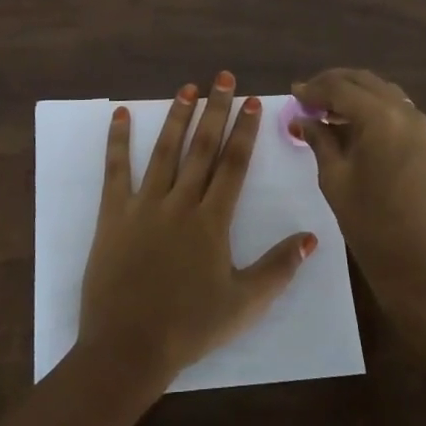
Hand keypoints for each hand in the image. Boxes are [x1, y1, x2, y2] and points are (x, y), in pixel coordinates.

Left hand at [79, 71, 317, 388]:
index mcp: (213, 221)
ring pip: (165, 151)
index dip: (245, 131)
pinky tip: (121, 115)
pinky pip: (116, 171)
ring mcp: (144, 205)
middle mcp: (181, 203)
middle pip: (202, 148)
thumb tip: (312, 237)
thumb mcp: (245, 304)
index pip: (234, 165)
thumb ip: (279, 268)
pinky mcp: (113, 215)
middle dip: (215, 110)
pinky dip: (118, 141)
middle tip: (222, 78)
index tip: (251, 102)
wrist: (128, 347)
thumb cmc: (190, 327)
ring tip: (186, 88)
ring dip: (177, 117)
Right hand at [292, 68, 425, 321]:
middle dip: (333, 84)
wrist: (419, 264)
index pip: (340, 88)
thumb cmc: (370, 223)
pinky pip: (394, 108)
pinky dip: (371, 107)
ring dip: (353, 93)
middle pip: (363, 81)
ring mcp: (419, 124)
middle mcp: (404, 111)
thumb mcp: (335, 178)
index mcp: (381, 117)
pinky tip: (351, 123)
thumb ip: (319, 140)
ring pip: (380, 91)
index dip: (313, 89)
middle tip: (306, 98)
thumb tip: (303, 118)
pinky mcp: (425, 140)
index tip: (292, 92)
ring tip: (325, 109)